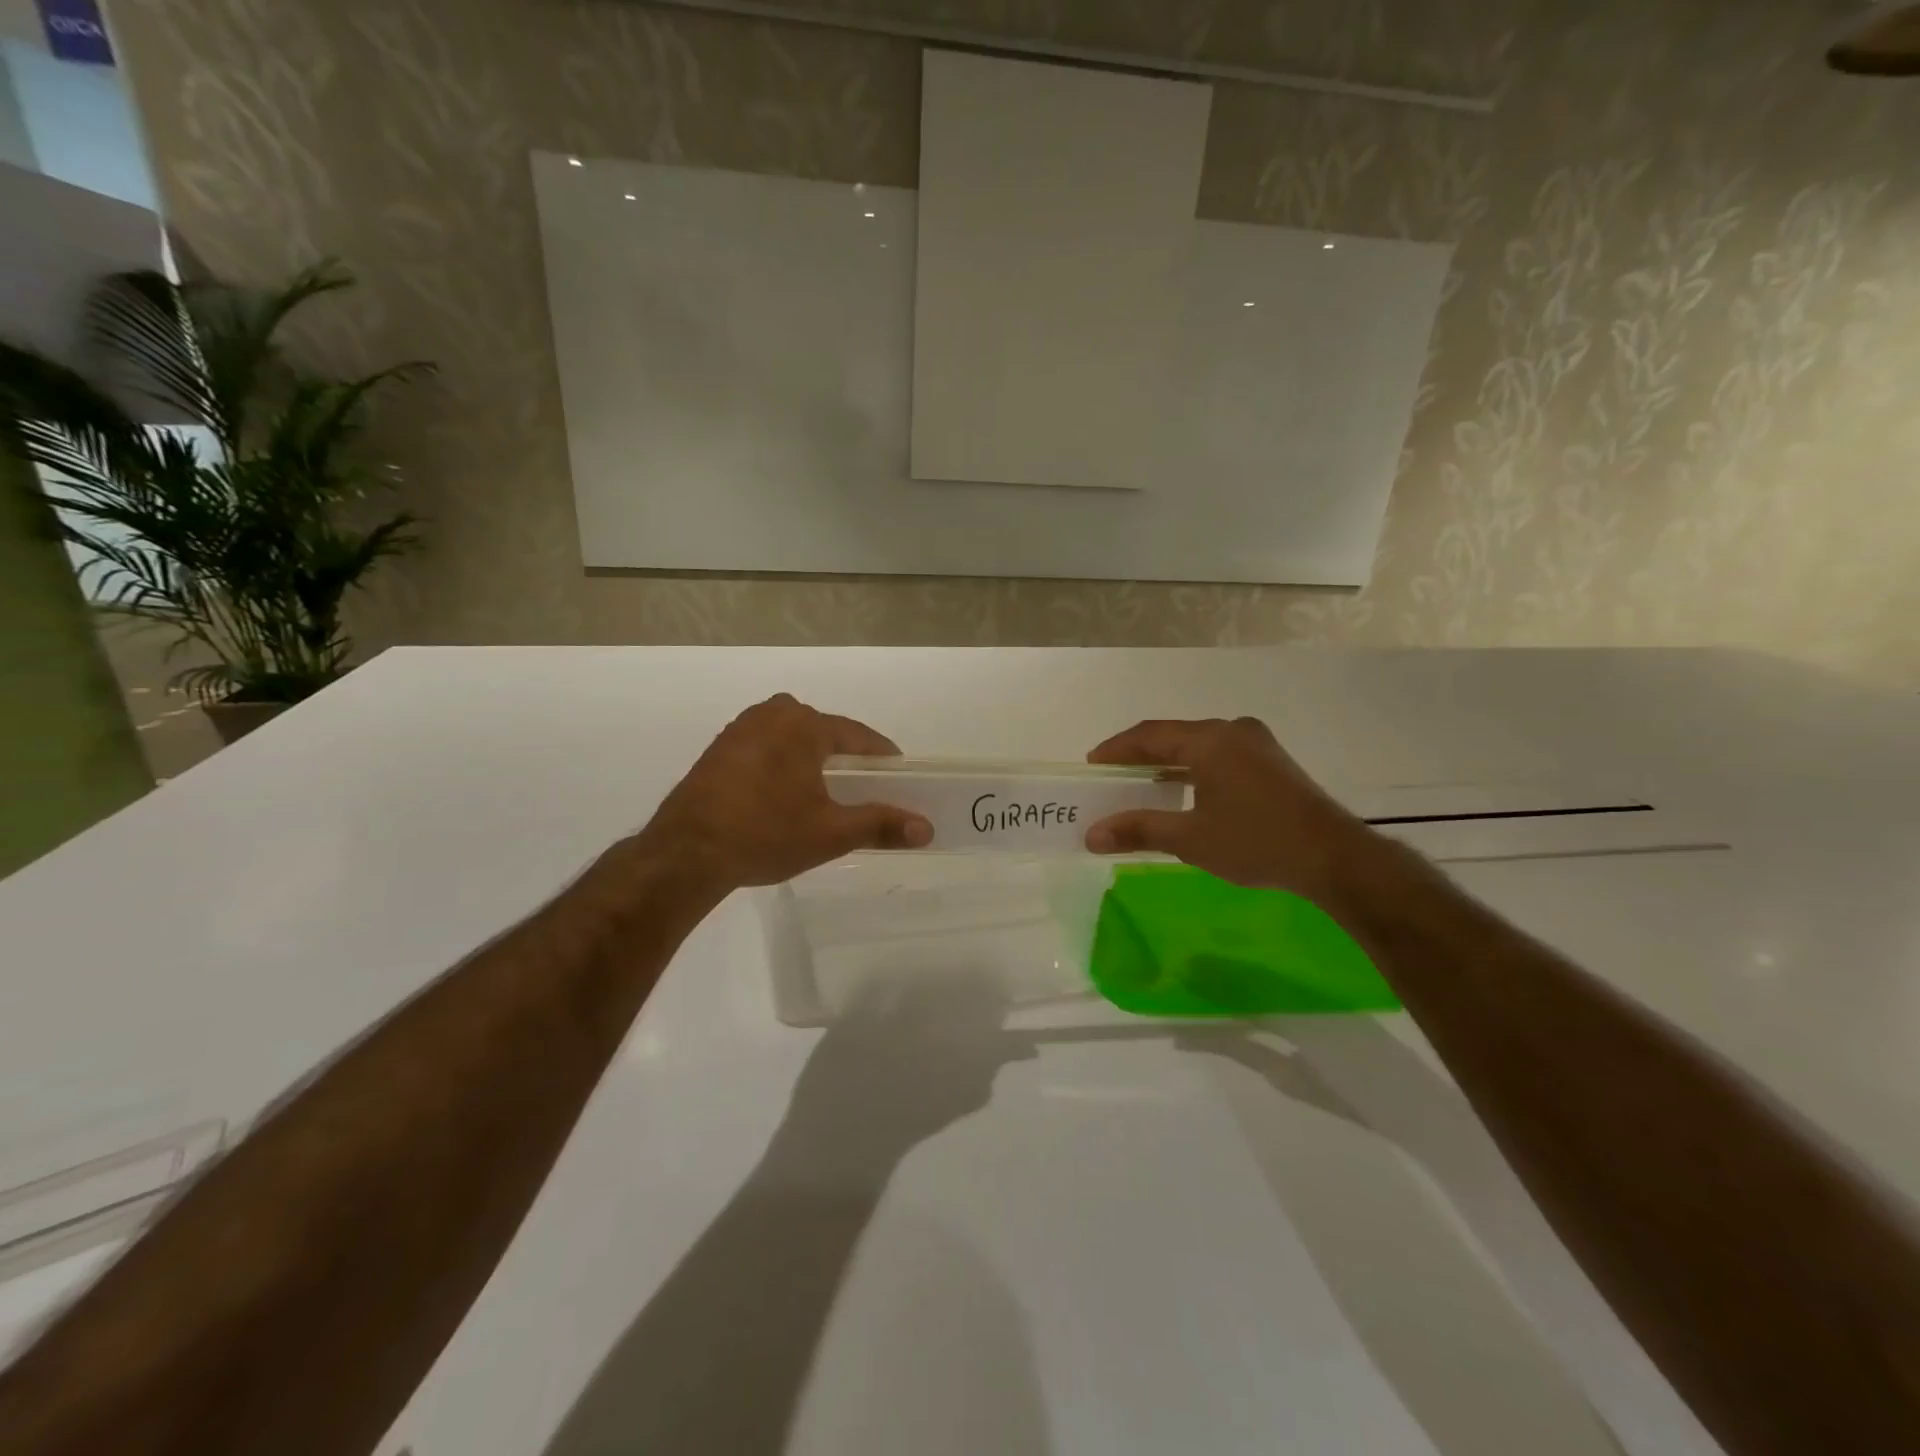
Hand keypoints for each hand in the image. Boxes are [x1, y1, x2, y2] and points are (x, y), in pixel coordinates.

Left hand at [638, 694, 930, 894]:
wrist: (686, 854)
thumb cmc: (766, 834)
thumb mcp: (831, 833)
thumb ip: (881, 824)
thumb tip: (927, 829)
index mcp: (803, 725)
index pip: (857, 735)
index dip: (882, 757)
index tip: (899, 776)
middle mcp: (772, 714)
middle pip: (824, 733)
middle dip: (846, 758)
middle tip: (863, 789)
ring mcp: (740, 729)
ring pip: (792, 739)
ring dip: (812, 760)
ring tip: (826, 794)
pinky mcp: (718, 750)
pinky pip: (766, 748)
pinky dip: (783, 765)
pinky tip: (784, 796)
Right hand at [1082, 717, 1373, 898]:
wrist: (1333, 857)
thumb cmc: (1255, 841)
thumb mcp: (1189, 839)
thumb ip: (1138, 830)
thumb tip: (1091, 835)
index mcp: (1209, 740)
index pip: (1150, 735)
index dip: (1117, 749)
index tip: (1092, 765)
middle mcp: (1232, 731)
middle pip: (1174, 736)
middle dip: (1141, 756)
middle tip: (1113, 775)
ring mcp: (1257, 745)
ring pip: (1199, 745)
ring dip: (1169, 763)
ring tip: (1143, 784)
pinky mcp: (1273, 763)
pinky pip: (1220, 756)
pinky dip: (1195, 769)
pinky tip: (1185, 792)